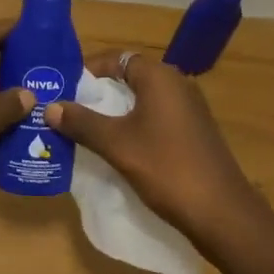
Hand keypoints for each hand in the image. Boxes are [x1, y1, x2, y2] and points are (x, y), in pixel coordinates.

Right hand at [46, 50, 260, 242]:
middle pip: (129, 77)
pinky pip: (157, 117)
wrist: (224, 214)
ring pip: (143, 99)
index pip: (116, 58)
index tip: (65, 89)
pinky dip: (135, 125)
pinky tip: (120, 148)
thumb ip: (82, 123)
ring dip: (116, 112)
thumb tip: (49, 106)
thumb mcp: (117, 145)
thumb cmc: (167, 168)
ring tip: (87, 130)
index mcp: (159, 76)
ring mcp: (189, 108)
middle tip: (70, 111)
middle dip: (99, 93)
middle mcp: (177, 83)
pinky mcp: (195, 131)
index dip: (89, 71)